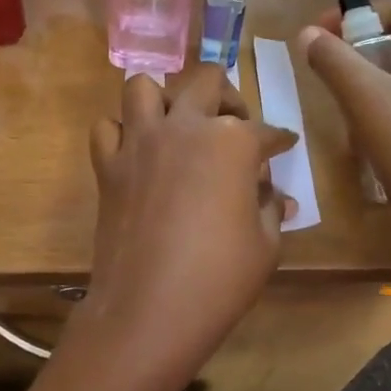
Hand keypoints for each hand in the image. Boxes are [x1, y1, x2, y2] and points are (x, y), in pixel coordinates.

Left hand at [73, 66, 294, 390]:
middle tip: (234, 124)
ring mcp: (139, 143)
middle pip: (206, 81)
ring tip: (178, 126)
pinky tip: (137, 153)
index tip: (284, 145)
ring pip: (144, 87)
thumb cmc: (219, 279)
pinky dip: (120, 132)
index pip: (264, 131)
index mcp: (232, 142)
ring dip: (165, 99)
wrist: (149, 309)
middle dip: (228, 96)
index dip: (279, 140)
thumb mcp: (265, 245)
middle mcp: (184, 127)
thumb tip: (277, 196)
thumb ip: (271, 208)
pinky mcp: (108, 166)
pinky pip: (106, 128)